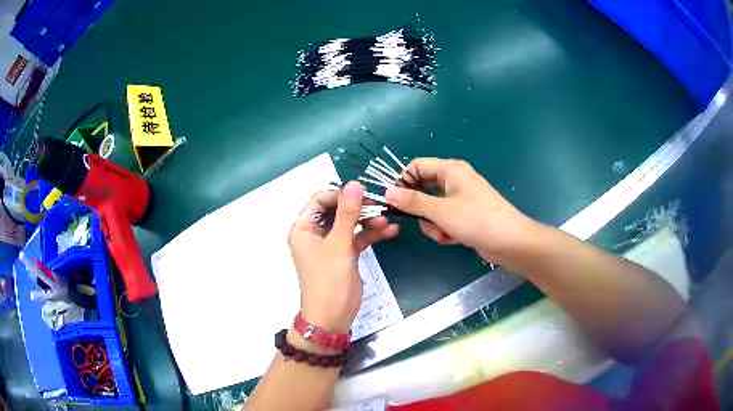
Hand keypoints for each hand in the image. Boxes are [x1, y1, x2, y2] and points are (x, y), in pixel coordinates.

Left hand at [289, 181, 398, 332]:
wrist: (333, 316)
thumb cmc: (328, 280)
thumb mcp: (338, 245)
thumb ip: (347, 214)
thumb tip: (355, 184)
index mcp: (304, 229)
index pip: (319, 201)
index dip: (339, 194)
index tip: (361, 193)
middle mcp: (315, 234)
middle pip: (336, 211)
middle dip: (357, 207)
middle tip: (378, 204)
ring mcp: (331, 244)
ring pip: (349, 224)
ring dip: (368, 221)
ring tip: (387, 221)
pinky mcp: (345, 254)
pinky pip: (358, 238)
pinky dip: (372, 235)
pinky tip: (391, 231)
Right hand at [385, 158, 537, 265]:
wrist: (510, 241)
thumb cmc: (476, 219)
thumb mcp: (440, 211)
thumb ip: (412, 201)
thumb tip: (387, 192)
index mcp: (450, 169)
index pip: (416, 166)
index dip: (402, 181)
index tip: (393, 201)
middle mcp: (455, 180)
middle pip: (424, 189)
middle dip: (420, 209)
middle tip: (417, 221)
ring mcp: (461, 198)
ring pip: (433, 207)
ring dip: (433, 223)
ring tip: (443, 233)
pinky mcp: (466, 214)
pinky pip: (445, 218)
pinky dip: (444, 229)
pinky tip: (452, 238)